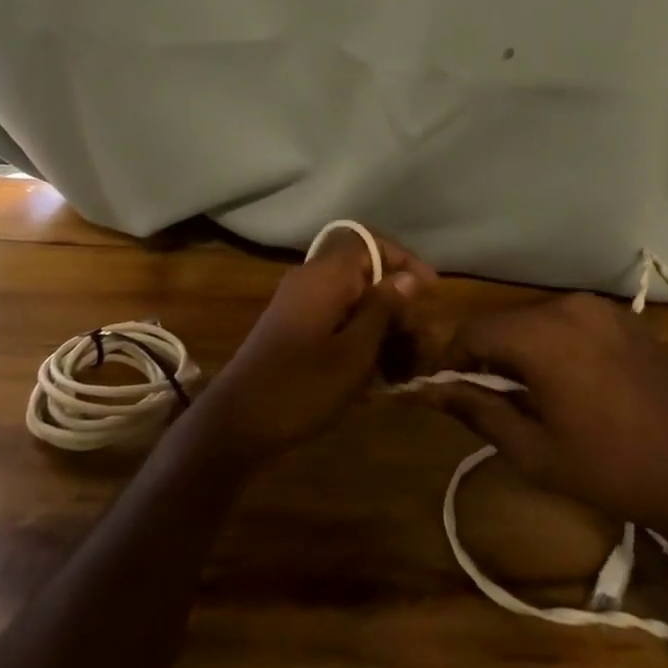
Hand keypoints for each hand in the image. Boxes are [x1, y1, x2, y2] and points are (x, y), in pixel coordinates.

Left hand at [182, 228, 436, 470]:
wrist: (236, 425)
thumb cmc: (301, 387)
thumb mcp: (354, 352)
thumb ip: (383, 309)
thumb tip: (407, 277)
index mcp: (324, 276)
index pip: (369, 242)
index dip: (403, 259)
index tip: (431, 291)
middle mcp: (310, 281)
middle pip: (363, 273)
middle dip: (395, 301)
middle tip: (417, 339)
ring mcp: (298, 306)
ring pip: (351, 300)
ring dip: (379, 325)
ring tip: (402, 364)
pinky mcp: (292, 331)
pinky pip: (335, 321)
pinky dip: (358, 339)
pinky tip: (373, 376)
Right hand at [423, 293, 667, 531]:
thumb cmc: (610, 469)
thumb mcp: (533, 450)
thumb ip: (476, 410)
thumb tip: (428, 391)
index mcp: (541, 335)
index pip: (472, 331)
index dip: (453, 360)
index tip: (454, 393)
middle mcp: (569, 306)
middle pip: (506, 322)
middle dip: (490, 355)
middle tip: (495, 400)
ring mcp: (603, 308)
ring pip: (539, 320)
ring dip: (525, 349)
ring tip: (537, 394)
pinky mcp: (628, 317)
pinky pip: (574, 321)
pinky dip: (559, 343)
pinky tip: (576, 382)